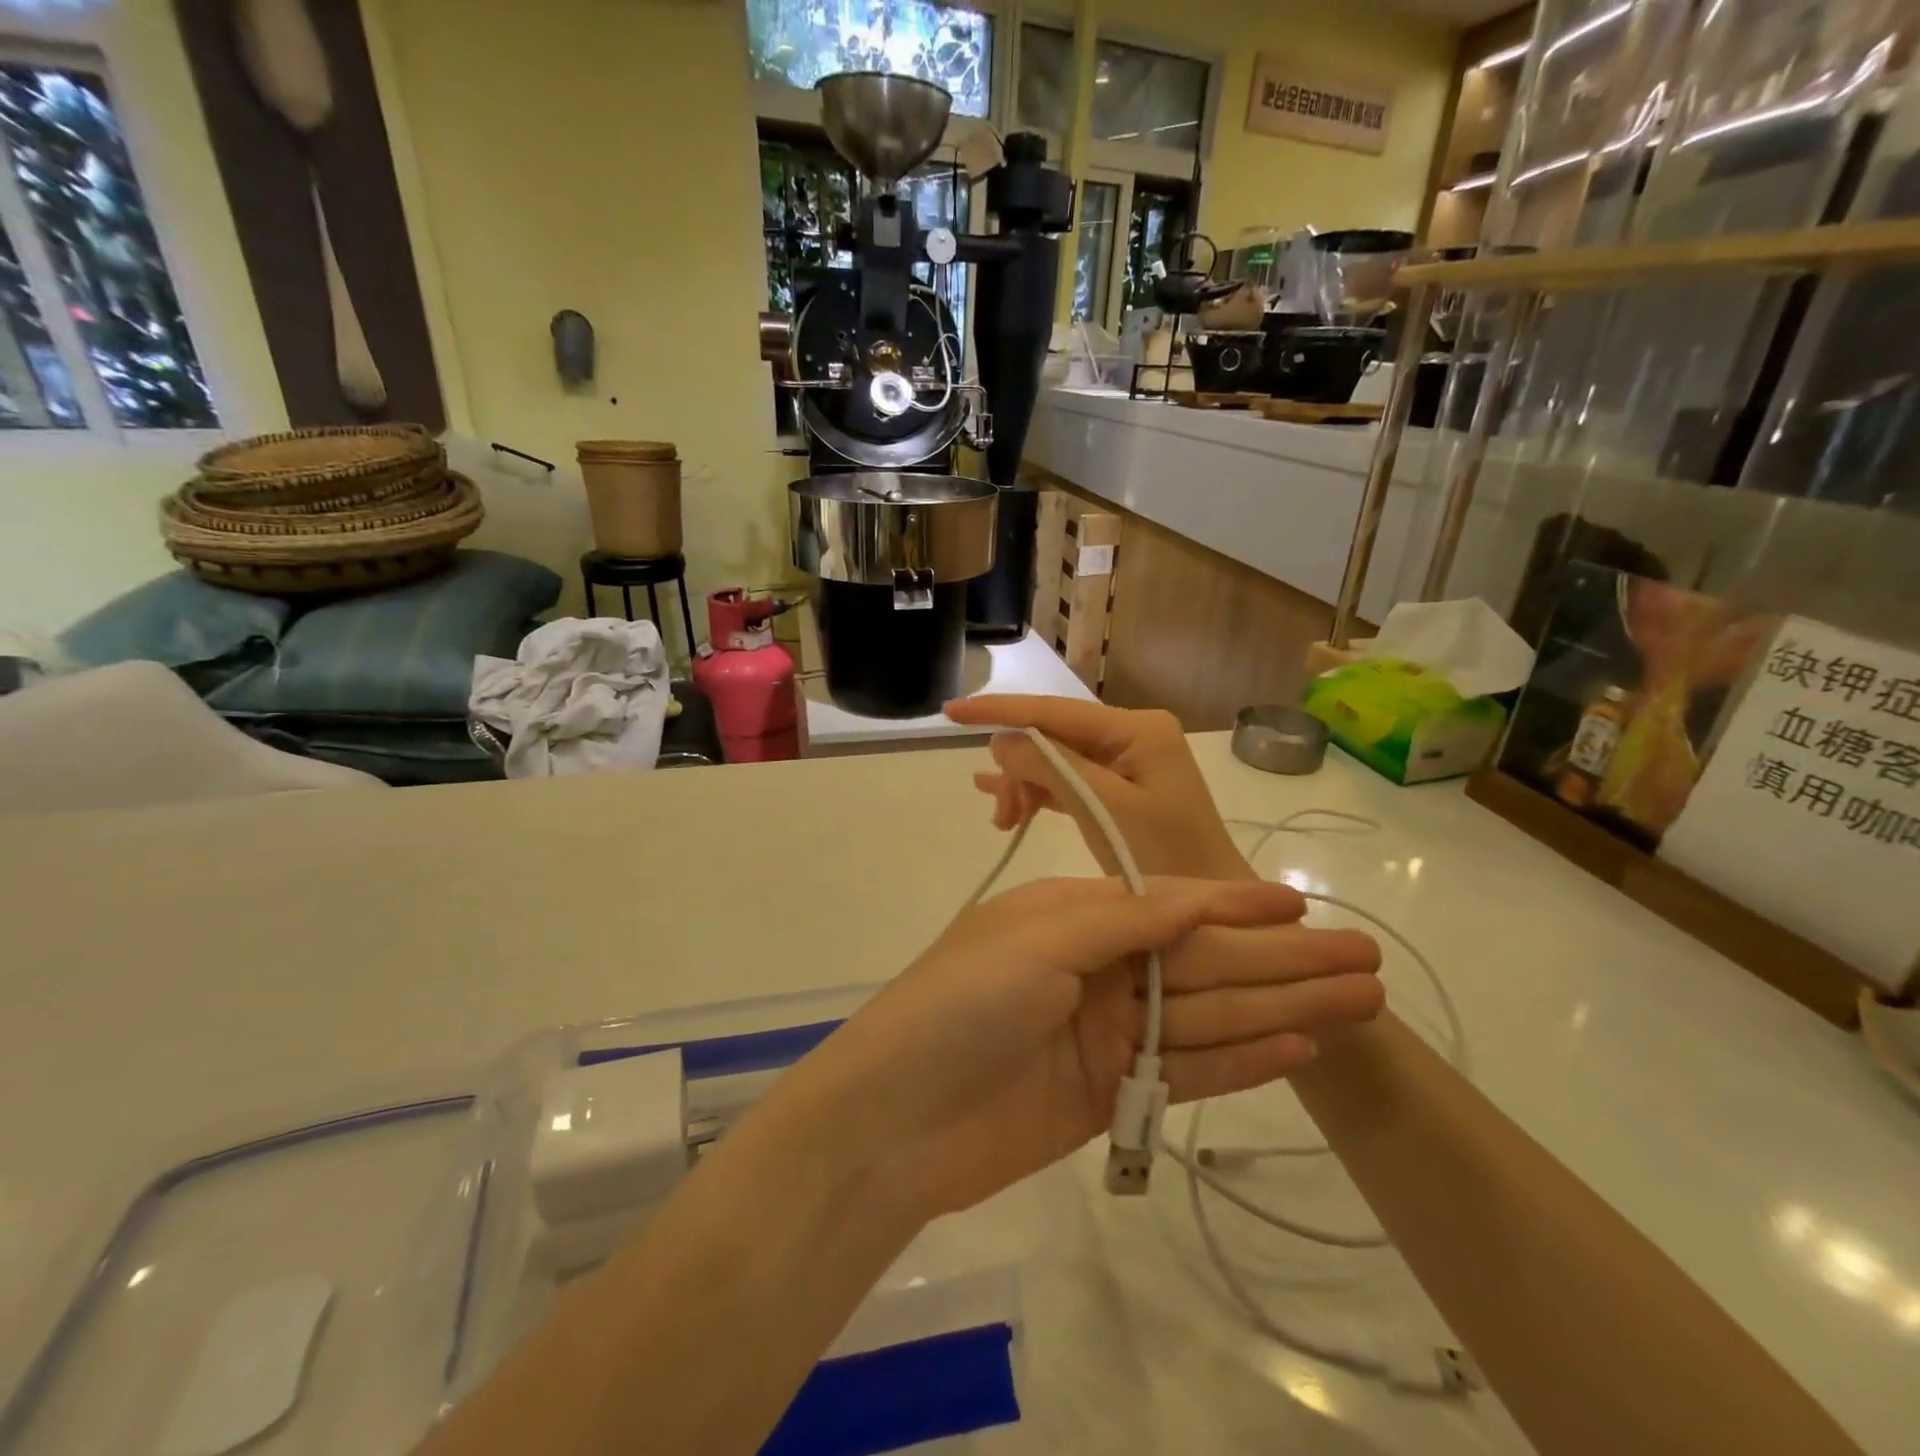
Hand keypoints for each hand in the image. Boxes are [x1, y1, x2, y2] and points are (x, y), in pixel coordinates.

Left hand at [778, 874, 1382, 1219]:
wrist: (894, 1121)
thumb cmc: (960, 1006)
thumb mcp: (1038, 942)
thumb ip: (1122, 922)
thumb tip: (1197, 898)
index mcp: (1071, 918)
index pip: (1169, 904)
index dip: (1235, 904)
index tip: (1300, 903)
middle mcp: (1095, 969)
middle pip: (1203, 962)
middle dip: (1280, 960)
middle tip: (1364, 961)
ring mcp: (1106, 1035)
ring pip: (1208, 1016)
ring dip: (1279, 1008)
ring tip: (1356, 1004)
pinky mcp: (1111, 1094)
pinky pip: (1187, 1072)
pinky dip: (1241, 1061)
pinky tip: (1298, 1049)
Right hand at [946, 696, 1249, 879]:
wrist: (1208, 908)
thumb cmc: (1165, 859)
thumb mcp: (1104, 811)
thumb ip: (1052, 768)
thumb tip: (1001, 740)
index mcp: (1137, 729)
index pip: (1054, 710)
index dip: (999, 710)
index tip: (950, 712)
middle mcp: (1132, 735)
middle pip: (1053, 737)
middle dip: (1018, 767)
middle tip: (1000, 814)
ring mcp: (1127, 762)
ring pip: (1056, 761)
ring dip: (1025, 785)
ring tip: (1003, 820)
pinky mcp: (1121, 788)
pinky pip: (1069, 781)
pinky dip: (1039, 792)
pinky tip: (1004, 802)